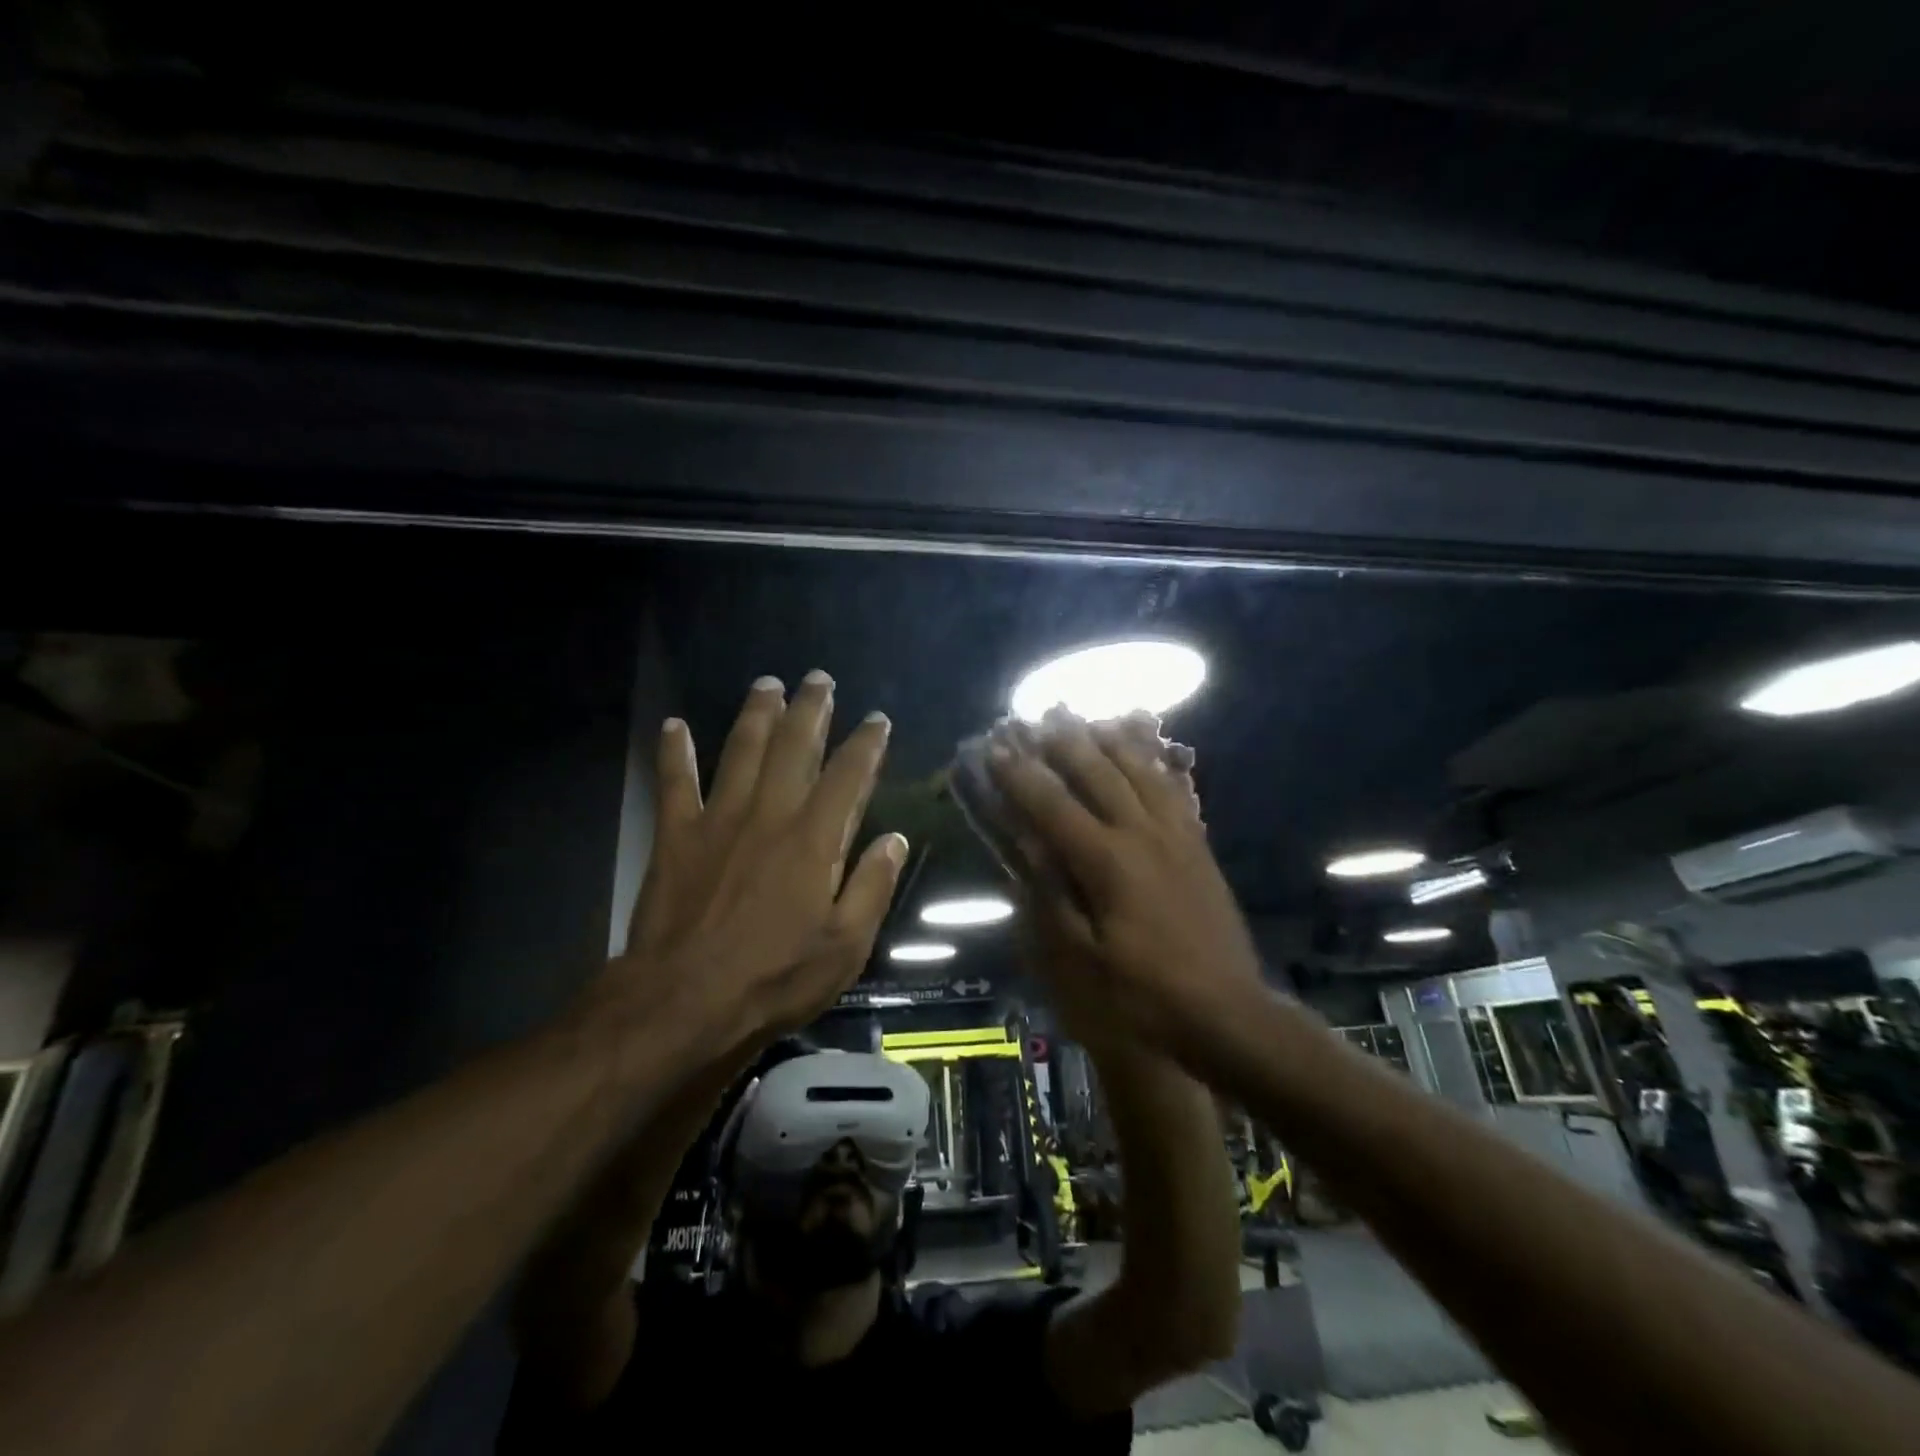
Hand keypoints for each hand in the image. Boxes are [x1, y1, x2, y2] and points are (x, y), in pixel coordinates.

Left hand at [609, 670, 906, 1046]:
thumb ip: (872, 887)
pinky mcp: (676, 835)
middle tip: (819, 678)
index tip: (877, 719)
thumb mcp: (844, 946)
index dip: (866, 743)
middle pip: (794, 746)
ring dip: (756, 714)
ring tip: (767, 684)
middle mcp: (769, 814)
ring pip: (741, 750)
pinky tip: (673, 725)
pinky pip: (674, 782)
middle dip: (811, 709)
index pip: (848, 776)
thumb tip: (894, 840)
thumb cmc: (774, 978)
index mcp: (814, 839)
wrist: (683, 1002)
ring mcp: (718, 820)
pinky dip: (673, 753)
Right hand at [1008, 713, 1197, 1046]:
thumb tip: (1025, 847)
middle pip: (1098, 774)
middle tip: (1038, 720)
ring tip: (1088, 721)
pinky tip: (1145, 755)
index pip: (1053, 806)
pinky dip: (1153, 765)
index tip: (994, 749)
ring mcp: (1177, 837)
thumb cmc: (1143, 997)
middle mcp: (1142, 835)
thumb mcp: (1081, 962)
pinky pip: (1174, 791)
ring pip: (1140, 772)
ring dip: (1110, 743)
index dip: (1020, 776)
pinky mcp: (1199, 848)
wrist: (1228, 1016)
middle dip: (1063, 744)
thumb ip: (1050, 899)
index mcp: (1107, 862)